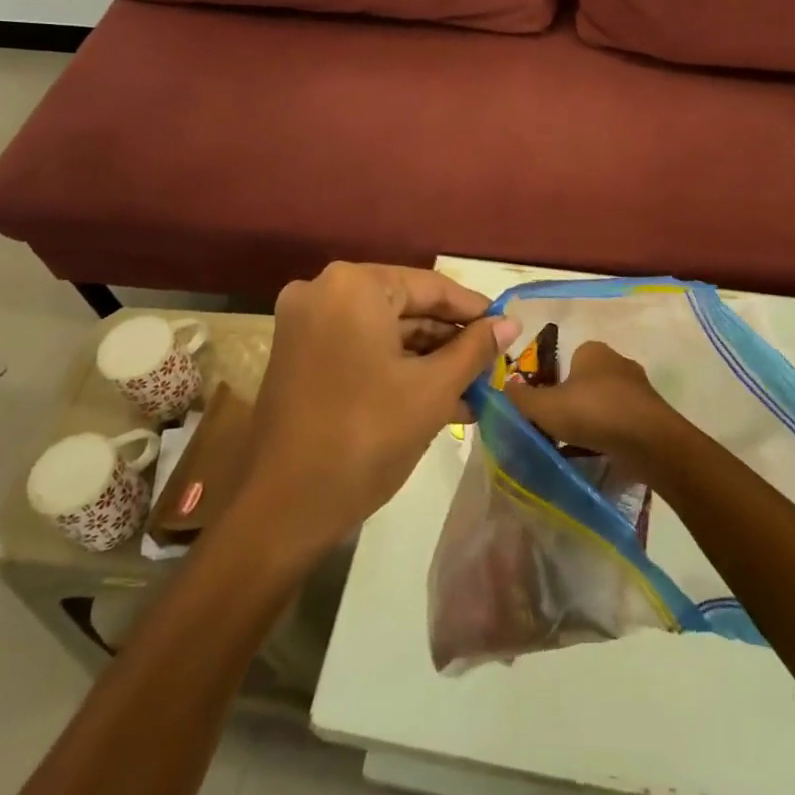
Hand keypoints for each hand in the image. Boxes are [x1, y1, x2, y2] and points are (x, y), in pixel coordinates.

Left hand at [245, 263, 516, 553]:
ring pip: (384, 330)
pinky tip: (439, 398)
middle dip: (450, 340)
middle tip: (492, 365)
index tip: (507, 329)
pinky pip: (361, 348)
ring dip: (428, 359)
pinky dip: (396, 368)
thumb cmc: (366, 437)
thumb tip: (510, 323)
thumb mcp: (432, 390)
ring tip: (474, 388)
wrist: (283, 509)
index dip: (474, 310)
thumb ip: (474, 349)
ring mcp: (306, 324)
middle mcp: (323, 291)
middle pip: (405, 306)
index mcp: (353, 286)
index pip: (430, 286)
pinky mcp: (299, 355)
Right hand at [502, 340, 685, 474]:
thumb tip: (504, 387)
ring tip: (579, 443)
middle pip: (586, 380)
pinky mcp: (653, 412)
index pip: (567, 359)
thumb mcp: (545, 406)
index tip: (546, 406)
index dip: (553, 382)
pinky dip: (612, 432)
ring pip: (606, 401)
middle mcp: (618, 361)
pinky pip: (624, 420)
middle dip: (574, 401)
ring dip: (595, 418)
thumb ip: (521, 398)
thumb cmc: (592, 412)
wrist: (649, 441)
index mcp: (592, 350)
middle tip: (559, 426)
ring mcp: (639, 387)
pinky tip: (602, 451)